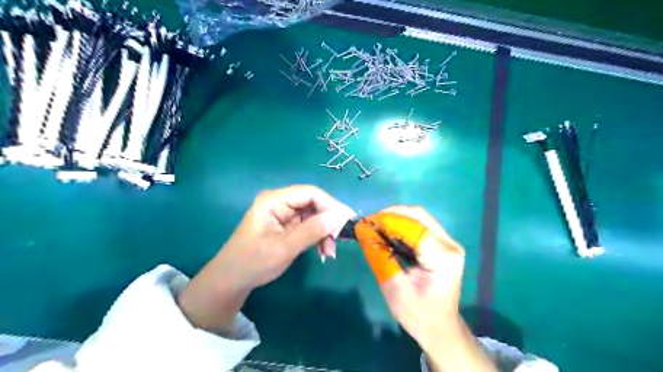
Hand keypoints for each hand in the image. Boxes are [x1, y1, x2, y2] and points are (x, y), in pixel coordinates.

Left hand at [175, 184, 350, 334]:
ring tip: (329, 252)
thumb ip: (312, 231)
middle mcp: (280, 202)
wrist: (232, 280)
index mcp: (274, 200)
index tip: (348, 220)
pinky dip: (318, 237)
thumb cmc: (253, 263)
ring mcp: (283, 214)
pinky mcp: (286, 225)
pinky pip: (309, 226)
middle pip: (314, 203)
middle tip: (339, 240)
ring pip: (314, 215)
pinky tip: (323, 251)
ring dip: (325, 232)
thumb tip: (340, 217)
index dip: (331, 204)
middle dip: (329, 221)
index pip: (310, 193)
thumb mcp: (284, 248)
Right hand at [355, 206, 493, 370]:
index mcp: (442, 257)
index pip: (412, 228)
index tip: (365, 223)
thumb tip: (363, 232)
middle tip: (369, 221)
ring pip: (420, 218)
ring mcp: (449, 243)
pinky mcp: (444, 245)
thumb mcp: (394, 288)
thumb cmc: (418, 315)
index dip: (387, 221)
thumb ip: (379, 257)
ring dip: (396, 218)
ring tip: (375, 225)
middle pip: (419, 216)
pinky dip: (402, 225)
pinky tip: (388, 232)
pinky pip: (421, 226)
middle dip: (391, 215)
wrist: (441, 329)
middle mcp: (449, 245)